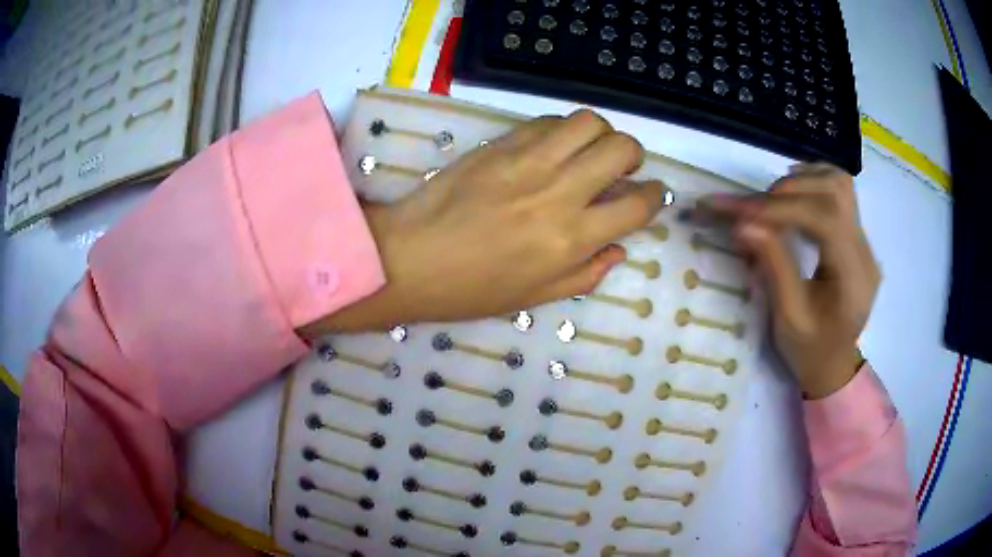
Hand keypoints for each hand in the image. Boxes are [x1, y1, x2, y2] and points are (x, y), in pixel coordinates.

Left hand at [302, 110, 667, 335]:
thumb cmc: (471, 290)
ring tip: (590, 150)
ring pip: (589, 122)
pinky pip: (547, 122)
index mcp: (571, 239)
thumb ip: (586, 273)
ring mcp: (528, 161)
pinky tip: (554, 147)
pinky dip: (563, 130)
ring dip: (601, 134)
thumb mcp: (535, 297)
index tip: (650, 194)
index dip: (654, 196)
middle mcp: (559, 192)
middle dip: (634, 156)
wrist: (410, 258)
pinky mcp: (501, 144)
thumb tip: (617, 248)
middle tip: (622, 169)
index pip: (637, 204)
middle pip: (622, 148)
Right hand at [704, 163, 878, 398]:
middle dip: (789, 192)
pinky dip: (813, 182)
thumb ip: (773, 266)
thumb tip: (743, 224)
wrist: (834, 366)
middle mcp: (865, 251)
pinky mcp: (856, 236)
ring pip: (840, 183)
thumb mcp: (788, 319)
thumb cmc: (811, 351)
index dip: (782, 209)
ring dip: (803, 181)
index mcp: (853, 278)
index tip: (741, 213)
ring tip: (773, 198)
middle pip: (835, 192)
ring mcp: (864, 241)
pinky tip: (794, 195)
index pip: (825, 221)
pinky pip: (839, 191)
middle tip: (754, 209)